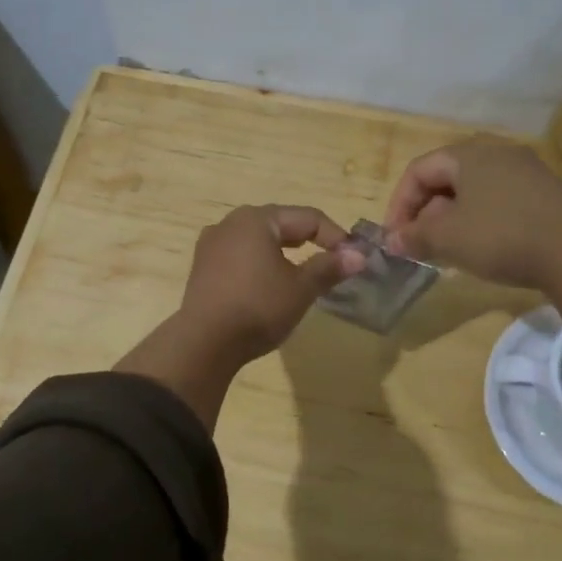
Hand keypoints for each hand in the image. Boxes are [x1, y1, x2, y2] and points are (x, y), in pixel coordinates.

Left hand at [180, 204, 364, 362]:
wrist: (205, 343)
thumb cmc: (258, 308)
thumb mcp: (301, 289)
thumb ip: (329, 268)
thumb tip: (359, 256)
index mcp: (257, 219)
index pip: (308, 217)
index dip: (336, 236)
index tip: (354, 258)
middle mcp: (230, 223)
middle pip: (281, 224)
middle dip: (310, 240)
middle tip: (332, 262)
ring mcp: (211, 244)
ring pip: (258, 239)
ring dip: (284, 252)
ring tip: (302, 271)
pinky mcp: (202, 267)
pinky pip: (240, 255)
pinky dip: (261, 262)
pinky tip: (269, 282)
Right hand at [383, 140, 561, 288]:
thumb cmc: (500, 236)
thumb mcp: (447, 239)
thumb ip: (414, 237)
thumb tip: (393, 241)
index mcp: (469, 155)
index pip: (419, 170)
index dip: (399, 203)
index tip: (395, 237)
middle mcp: (497, 154)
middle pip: (446, 179)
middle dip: (425, 213)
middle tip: (418, 245)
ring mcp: (525, 173)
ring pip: (473, 192)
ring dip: (451, 220)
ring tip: (446, 251)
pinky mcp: (545, 195)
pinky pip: (498, 202)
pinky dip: (479, 222)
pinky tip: (481, 249)